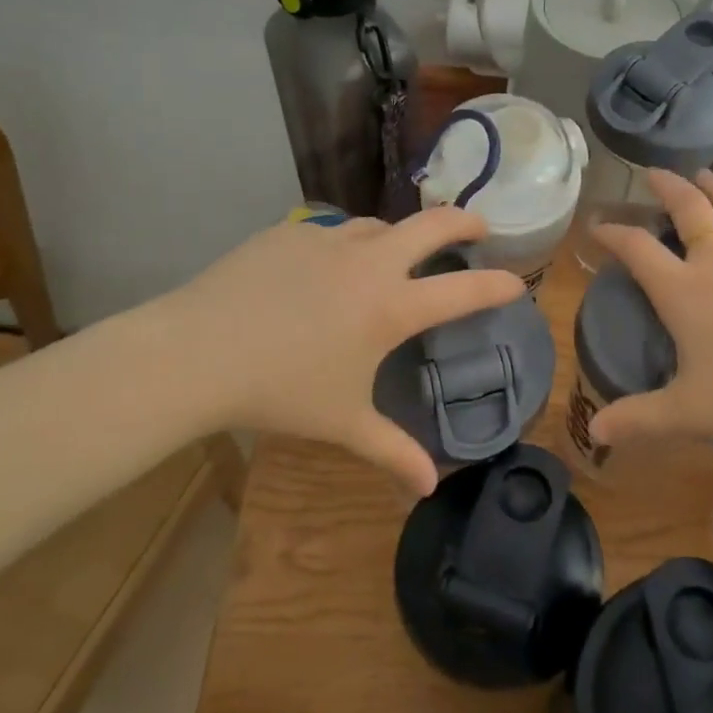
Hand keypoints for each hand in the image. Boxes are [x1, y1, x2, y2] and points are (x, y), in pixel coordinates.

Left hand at [154, 208, 522, 494]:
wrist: (195, 353)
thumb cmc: (280, 391)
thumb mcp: (343, 424)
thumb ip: (392, 452)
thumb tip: (428, 492)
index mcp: (391, 307)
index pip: (463, 290)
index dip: (498, 285)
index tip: (516, 282)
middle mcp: (369, 263)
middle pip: (432, 225)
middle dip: (464, 221)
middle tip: (479, 226)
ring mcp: (326, 240)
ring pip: (378, 225)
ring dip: (399, 235)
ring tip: (397, 252)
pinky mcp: (288, 232)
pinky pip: (329, 231)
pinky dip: (344, 244)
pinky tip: (326, 267)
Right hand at [589, 170, 712, 448]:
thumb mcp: (688, 412)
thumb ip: (638, 419)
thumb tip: (595, 432)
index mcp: (684, 292)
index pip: (637, 249)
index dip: (612, 233)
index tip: (596, 226)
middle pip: (690, 211)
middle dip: (667, 187)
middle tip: (653, 173)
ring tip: (702, 174)